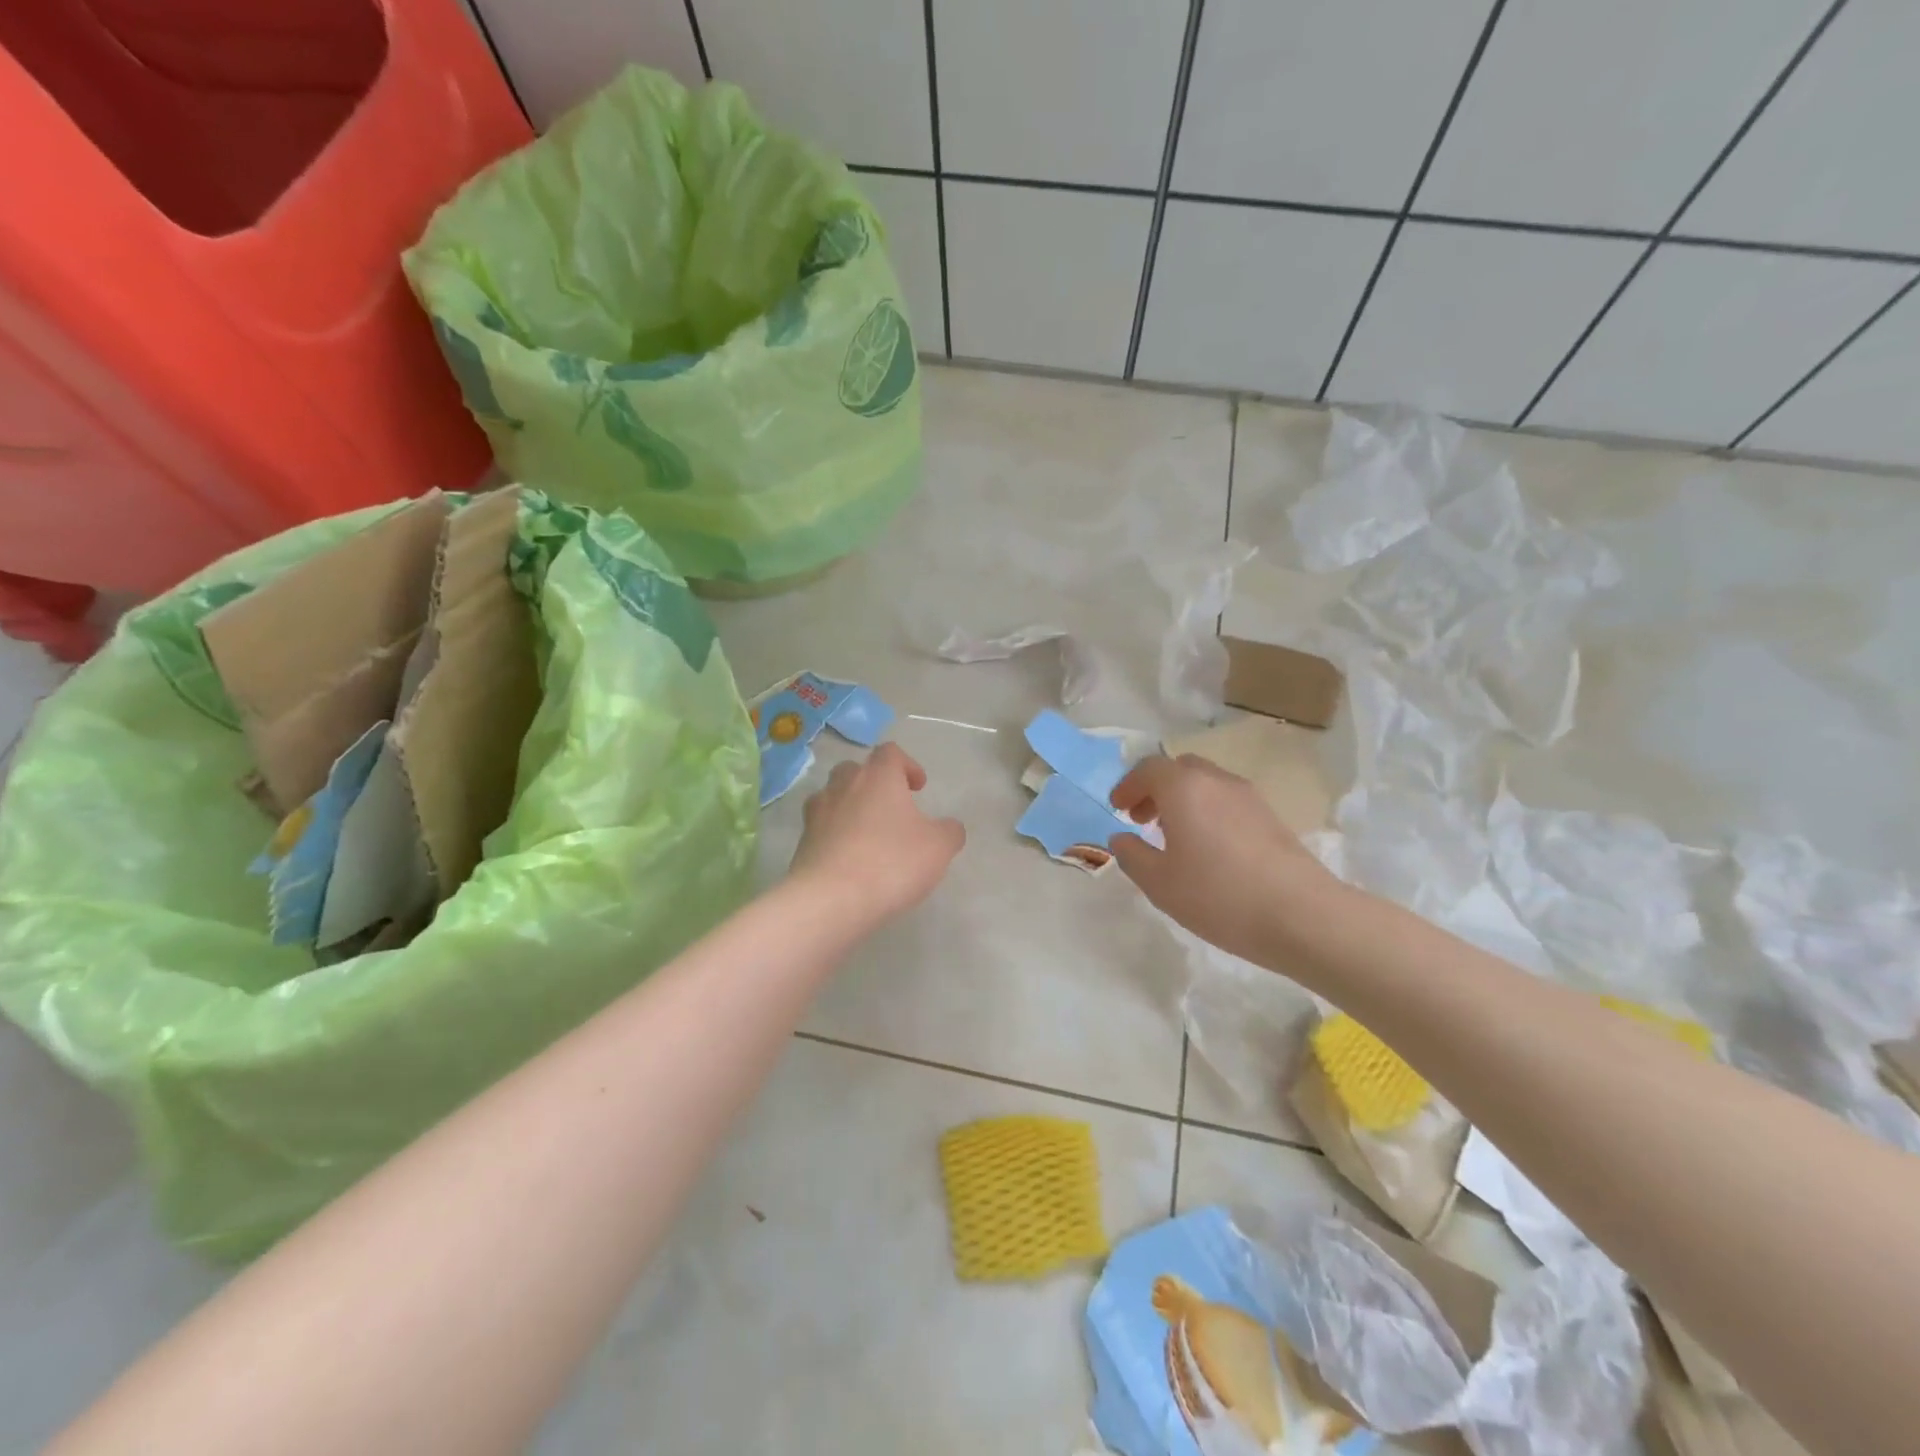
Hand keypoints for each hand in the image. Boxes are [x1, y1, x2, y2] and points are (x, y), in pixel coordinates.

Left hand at [789, 743, 965, 925]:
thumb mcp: (938, 848)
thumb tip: (949, 828)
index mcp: (878, 776)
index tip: (918, 787)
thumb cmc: (891, 863)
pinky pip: (821, 829)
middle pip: (856, 770)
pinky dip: (835, 836)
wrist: (830, 900)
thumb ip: (949, 831)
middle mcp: (843, 785)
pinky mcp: (802, 842)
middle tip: (891, 807)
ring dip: (851, 807)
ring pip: (834, 796)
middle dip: (874, 784)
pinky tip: (849, 860)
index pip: (890, 752)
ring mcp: (817, 813)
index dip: (907, 765)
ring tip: (868, 833)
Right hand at [1108, 753, 1335, 963]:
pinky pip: (1227, 801)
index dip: (1128, 785)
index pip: (1148, 769)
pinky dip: (1208, 812)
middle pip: (1180, 769)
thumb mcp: (1159, 883)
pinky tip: (1208, 850)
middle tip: (1142, 819)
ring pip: (1206, 784)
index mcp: (1184, 788)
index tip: (1117, 809)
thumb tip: (1121, 838)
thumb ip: (1132, 855)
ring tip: (1174, 837)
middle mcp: (1216, 781)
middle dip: (1156, 789)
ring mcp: (1249, 797)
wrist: (1302, 915)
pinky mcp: (1271, 817)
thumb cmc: (1218, 895)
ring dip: (1183, 801)